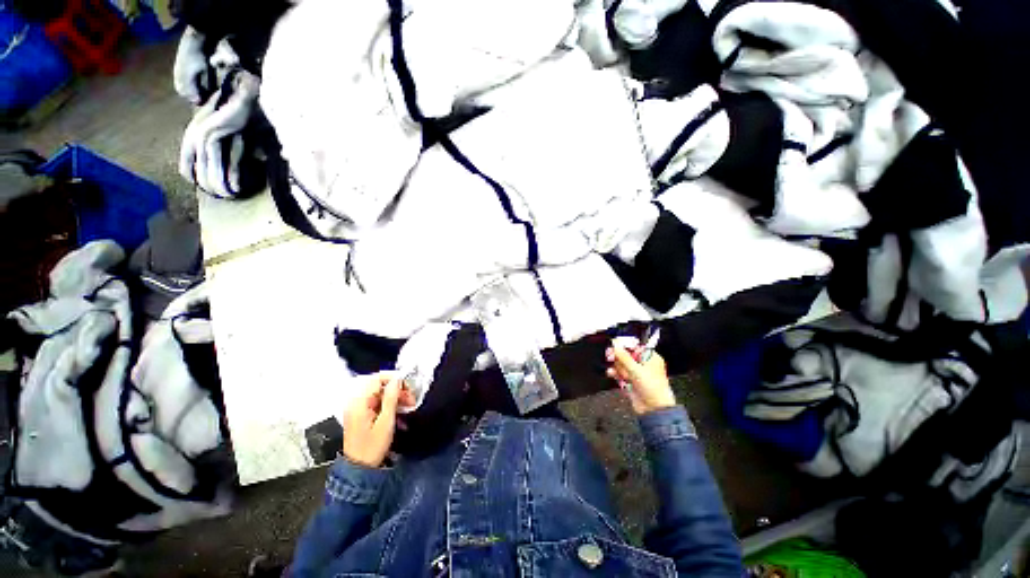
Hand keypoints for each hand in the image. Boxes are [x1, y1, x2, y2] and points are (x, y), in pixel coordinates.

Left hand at [342, 373, 415, 467]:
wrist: (359, 469)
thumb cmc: (372, 446)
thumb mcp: (386, 421)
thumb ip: (391, 398)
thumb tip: (397, 380)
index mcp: (359, 402)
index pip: (376, 378)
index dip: (394, 379)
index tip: (408, 386)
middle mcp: (356, 402)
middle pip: (379, 385)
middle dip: (397, 389)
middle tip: (411, 399)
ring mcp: (358, 408)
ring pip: (380, 393)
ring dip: (395, 397)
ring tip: (408, 405)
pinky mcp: (361, 414)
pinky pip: (377, 402)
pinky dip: (389, 404)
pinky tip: (399, 411)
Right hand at [606, 344, 675, 415]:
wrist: (653, 409)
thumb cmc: (653, 389)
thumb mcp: (636, 370)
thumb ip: (624, 356)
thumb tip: (616, 345)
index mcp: (650, 357)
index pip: (634, 346)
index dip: (623, 345)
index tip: (614, 345)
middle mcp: (643, 364)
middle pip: (625, 354)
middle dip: (618, 357)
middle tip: (610, 356)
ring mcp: (636, 373)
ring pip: (620, 364)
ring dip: (617, 367)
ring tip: (618, 372)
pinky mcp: (630, 381)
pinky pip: (619, 373)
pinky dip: (615, 373)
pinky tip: (612, 374)